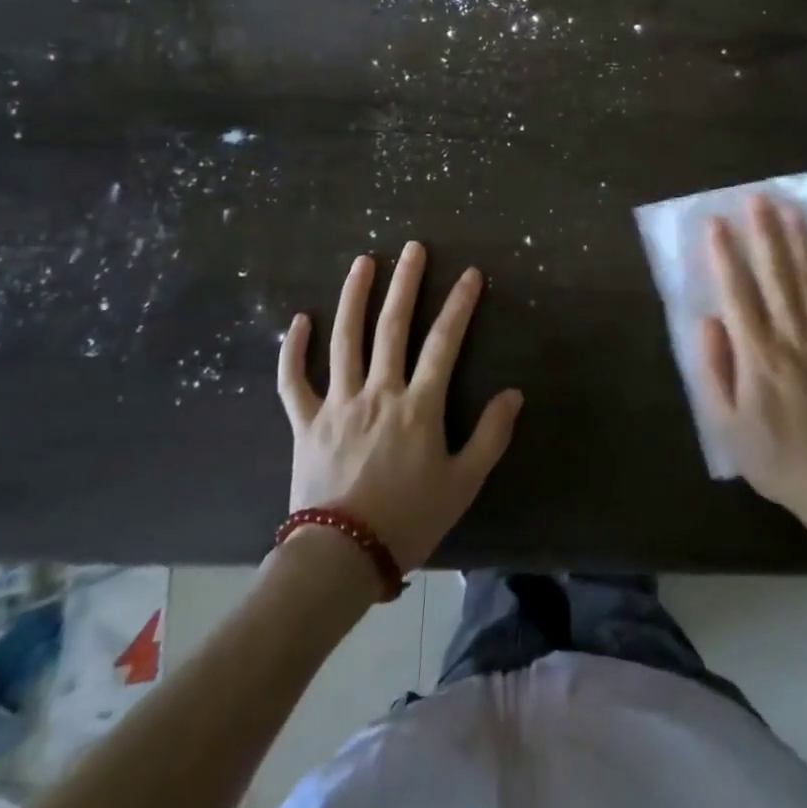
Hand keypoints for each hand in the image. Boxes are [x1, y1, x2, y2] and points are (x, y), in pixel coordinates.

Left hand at [277, 241, 523, 570]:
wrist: (340, 560)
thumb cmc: (408, 521)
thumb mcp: (463, 484)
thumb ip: (491, 437)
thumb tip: (513, 393)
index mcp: (418, 406)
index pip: (444, 342)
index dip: (460, 304)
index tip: (470, 274)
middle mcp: (378, 392)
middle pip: (392, 326)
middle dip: (405, 283)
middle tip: (413, 248)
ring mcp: (338, 403)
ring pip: (344, 339)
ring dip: (353, 297)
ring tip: (363, 262)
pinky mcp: (306, 422)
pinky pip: (293, 380)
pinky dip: (293, 349)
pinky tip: (298, 320)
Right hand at [698, 197, 806, 543]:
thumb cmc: (777, 457)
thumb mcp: (728, 426)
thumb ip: (715, 370)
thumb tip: (709, 321)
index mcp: (758, 355)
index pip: (737, 291)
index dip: (724, 254)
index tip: (716, 222)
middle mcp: (792, 336)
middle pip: (777, 274)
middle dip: (765, 233)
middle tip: (757, 198)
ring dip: (799, 241)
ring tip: (791, 209)